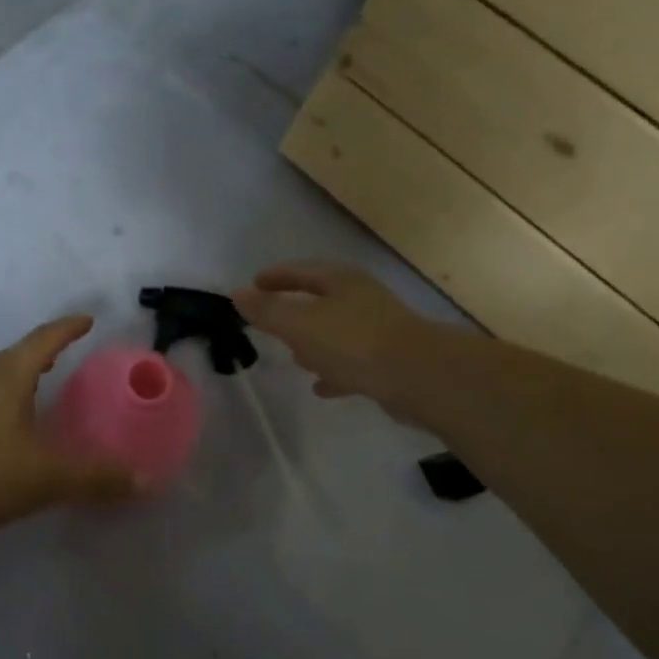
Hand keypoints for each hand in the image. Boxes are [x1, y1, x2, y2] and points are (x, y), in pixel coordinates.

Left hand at [0, 315, 136, 537]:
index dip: (67, 329)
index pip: (44, 340)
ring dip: (26, 377)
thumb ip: (94, 478)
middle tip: (69, 352)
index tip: (87, 320)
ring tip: (46, 387)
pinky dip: (11, 404)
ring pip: (2, 380)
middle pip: (20, 356)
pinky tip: (17, 430)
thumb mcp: (46, 476)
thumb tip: (143, 480)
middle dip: (46, 350)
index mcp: (10, 377)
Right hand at [233, 261, 436, 417]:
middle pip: (320, 299)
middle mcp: (361, 299)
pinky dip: (334, 370)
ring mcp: (378, 330)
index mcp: (340, 281)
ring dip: (314, 343)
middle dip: (294, 310)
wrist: (421, 377)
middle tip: (271, 322)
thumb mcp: (299, 324)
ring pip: (337, 332)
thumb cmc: (354, 342)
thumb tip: (237, 293)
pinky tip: (322, 386)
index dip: (275, 277)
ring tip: (294, 358)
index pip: (300, 271)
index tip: (254, 284)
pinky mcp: (389, 361)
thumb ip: (267, 311)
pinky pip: (352, 363)